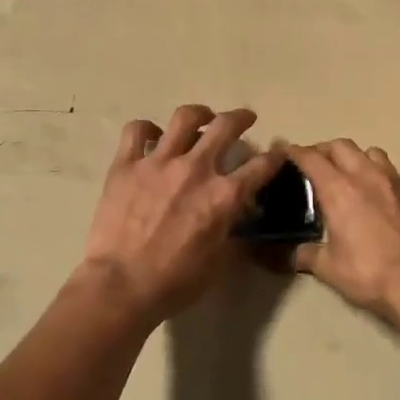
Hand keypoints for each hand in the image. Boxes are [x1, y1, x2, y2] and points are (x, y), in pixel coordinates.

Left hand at [81, 106, 285, 323]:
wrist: (120, 285)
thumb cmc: (174, 282)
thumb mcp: (217, 262)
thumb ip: (230, 231)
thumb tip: (237, 216)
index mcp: (223, 196)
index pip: (260, 167)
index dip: (275, 157)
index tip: (278, 152)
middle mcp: (195, 169)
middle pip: (225, 126)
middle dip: (240, 118)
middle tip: (244, 119)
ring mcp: (158, 162)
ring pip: (184, 118)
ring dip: (199, 114)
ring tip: (201, 117)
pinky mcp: (126, 164)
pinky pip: (136, 131)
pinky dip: (147, 129)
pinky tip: (152, 136)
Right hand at [291, 140, 399, 322]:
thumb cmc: (370, 273)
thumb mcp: (329, 269)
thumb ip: (307, 256)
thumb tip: (291, 255)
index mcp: (339, 190)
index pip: (311, 158)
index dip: (294, 152)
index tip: (284, 152)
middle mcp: (365, 176)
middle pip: (340, 146)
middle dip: (323, 150)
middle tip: (314, 165)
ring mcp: (394, 181)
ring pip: (369, 152)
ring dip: (354, 157)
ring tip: (348, 174)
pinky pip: (391, 170)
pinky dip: (377, 173)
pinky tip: (376, 194)